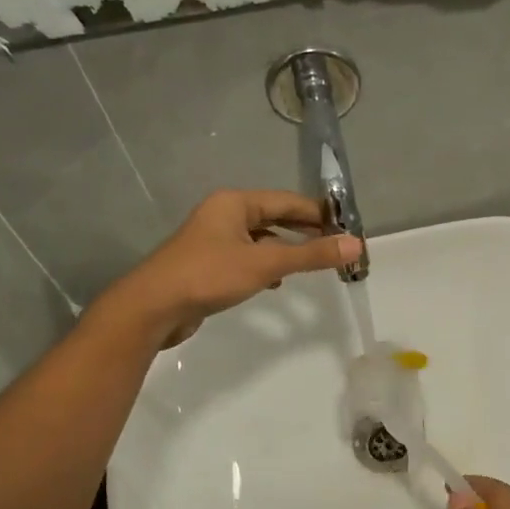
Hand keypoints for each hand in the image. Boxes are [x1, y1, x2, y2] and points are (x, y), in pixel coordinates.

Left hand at [111, 190, 362, 346]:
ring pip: (261, 239)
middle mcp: (224, 215)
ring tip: (314, 263)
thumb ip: (311, 255)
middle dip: (305, 231)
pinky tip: (278, 282)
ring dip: (287, 249)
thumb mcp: (266, 264)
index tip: (347, 226)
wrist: (154, 307)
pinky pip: (248, 257)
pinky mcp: (209, 264)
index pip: (287, 201)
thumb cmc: (209, 276)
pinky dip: (267, 265)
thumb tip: (355, 244)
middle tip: (336, 245)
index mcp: (235, 203)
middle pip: (274, 217)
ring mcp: (214, 240)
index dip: (318, 213)